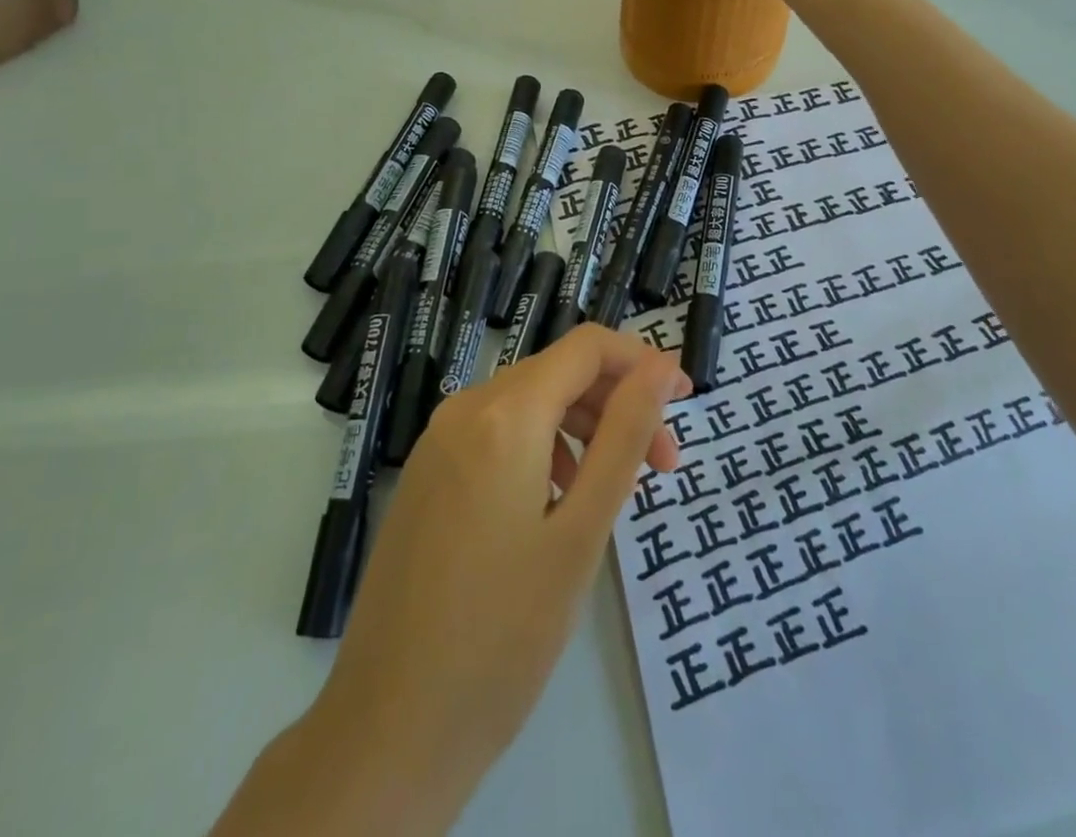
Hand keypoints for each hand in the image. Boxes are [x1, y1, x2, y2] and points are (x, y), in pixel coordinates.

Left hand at [242, 329, 688, 835]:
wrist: (390, 729)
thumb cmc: (505, 633)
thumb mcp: (582, 530)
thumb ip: (626, 435)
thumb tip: (662, 366)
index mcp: (504, 414)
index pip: (587, 346)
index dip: (642, 362)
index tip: (685, 403)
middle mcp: (464, 409)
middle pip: (559, 372)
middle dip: (617, 404)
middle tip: (663, 467)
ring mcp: (437, 442)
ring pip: (529, 402)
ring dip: (582, 428)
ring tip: (613, 492)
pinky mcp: (426, 474)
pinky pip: (497, 433)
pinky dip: (542, 447)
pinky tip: (557, 505)